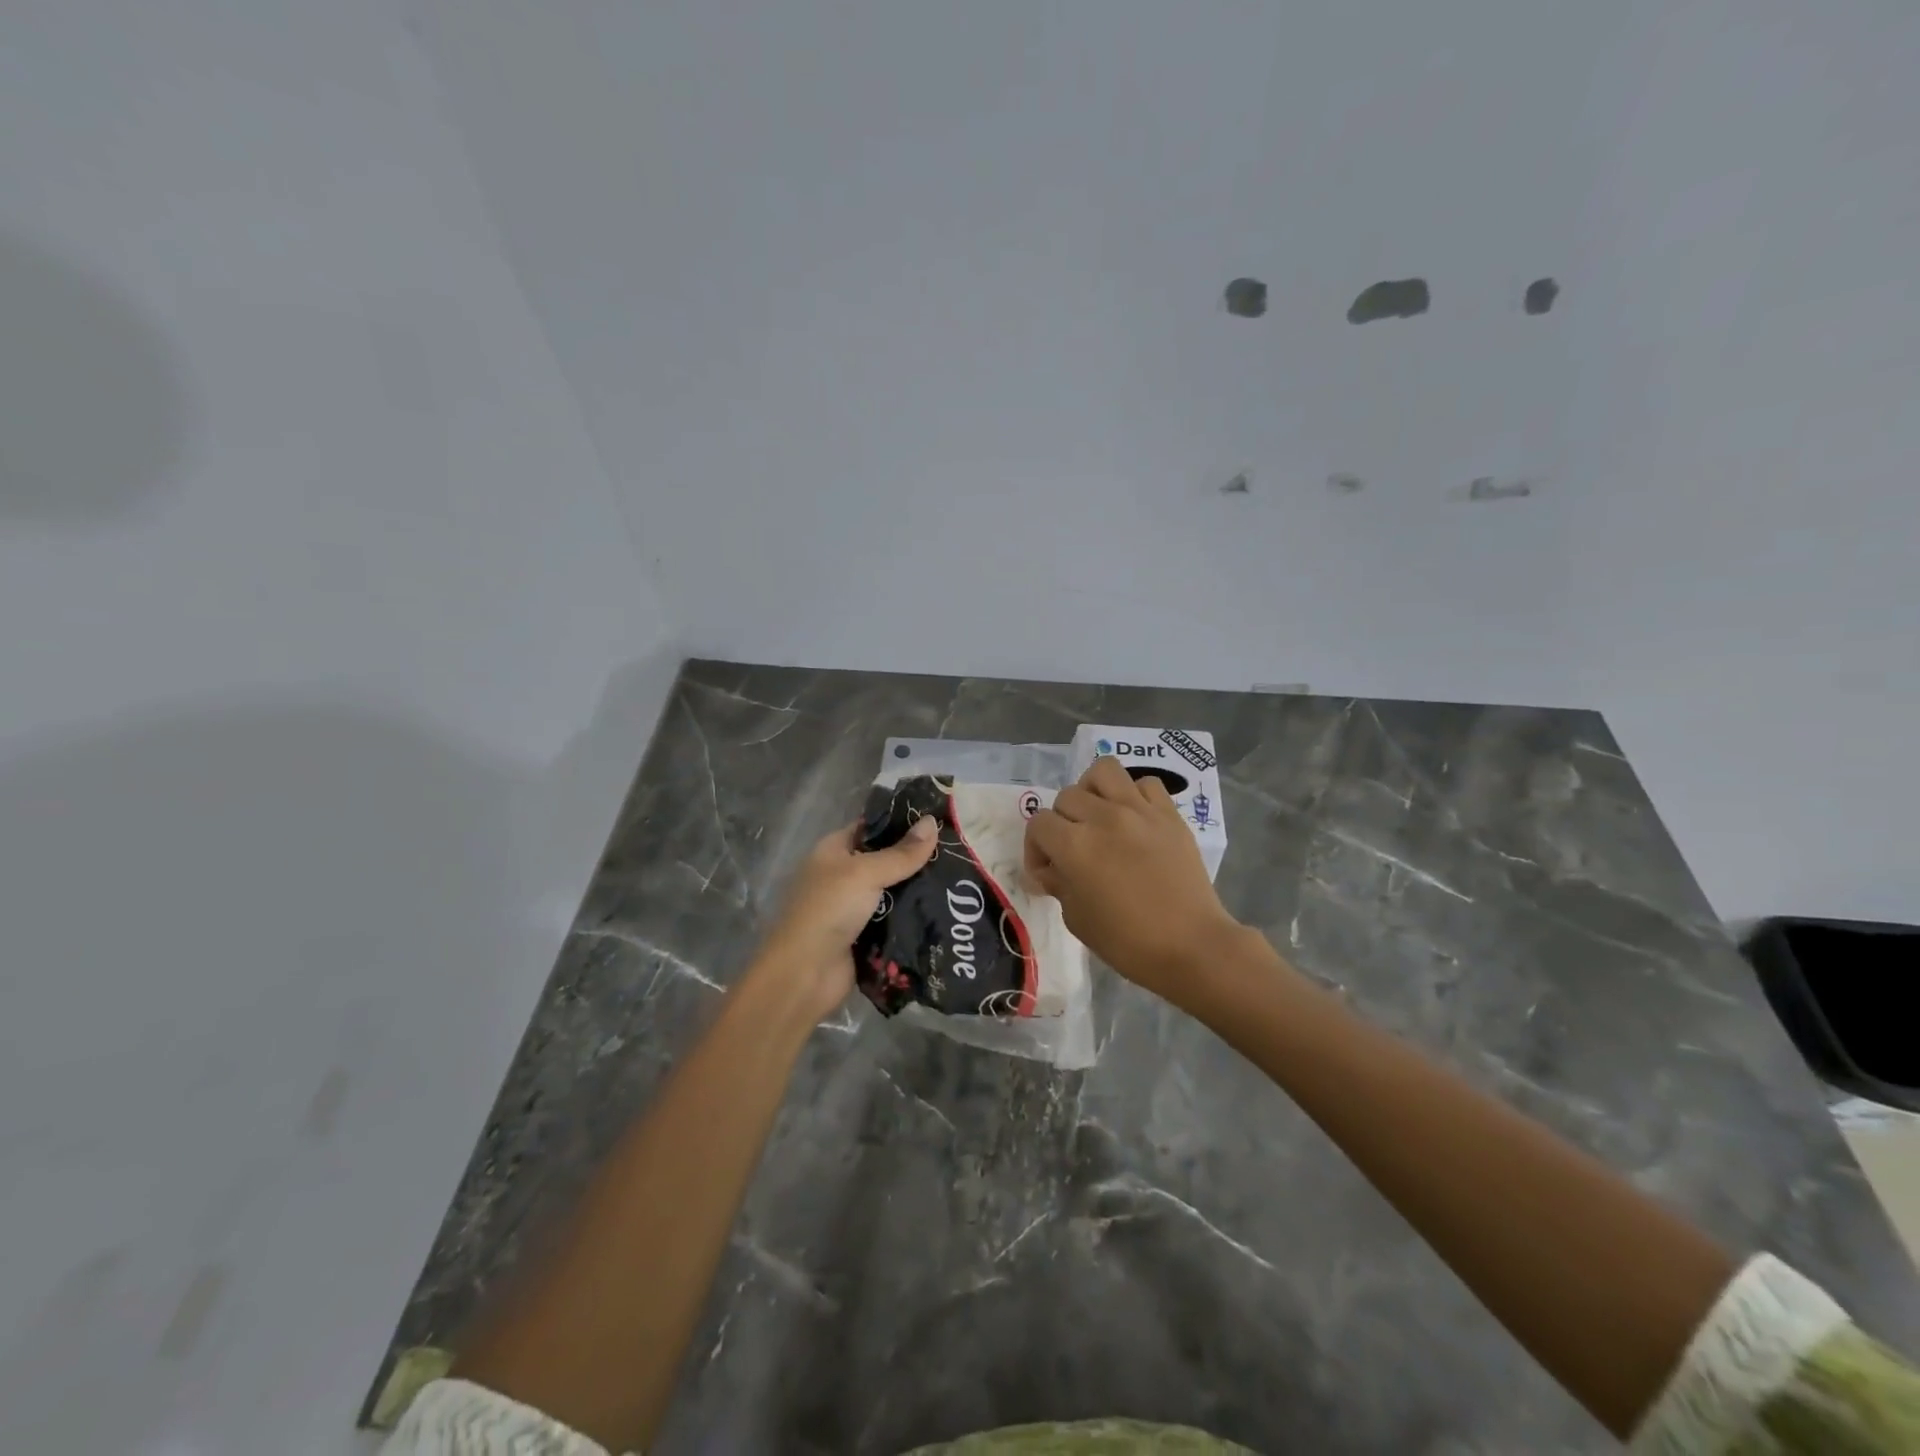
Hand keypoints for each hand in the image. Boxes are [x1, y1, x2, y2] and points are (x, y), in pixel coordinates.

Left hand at [752, 816, 938, 1021]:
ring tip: (960, 880)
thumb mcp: (865, 873)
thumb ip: (901, 853)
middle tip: (958, 852)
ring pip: (894, 893)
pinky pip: (896, 921)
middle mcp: (843, 876)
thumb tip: (932, 822)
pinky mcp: (866, 937)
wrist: (805, 975)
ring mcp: (854, 908)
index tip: (938, 819)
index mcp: (834, 851)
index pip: (871, 827)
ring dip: (919, 891)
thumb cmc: (828, 910)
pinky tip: (946, 911)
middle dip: (917, 859)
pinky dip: (915, 918)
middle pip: (886, 861)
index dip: (901, 822)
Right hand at [1025, 755, 1242, 1005]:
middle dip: (1061, 823)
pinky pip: (1145, 784)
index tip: (1047, 872)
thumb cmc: (1128, 942)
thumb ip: (1058, 884)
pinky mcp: (1169, 814)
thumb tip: (1048, 870)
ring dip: (1092, 791)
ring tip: (1098, 816)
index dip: (1036, 848)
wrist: (1191, 946)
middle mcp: (1103, 818)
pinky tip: (1133, 819)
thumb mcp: (1077, 919)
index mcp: (1075, 846)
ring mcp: (1139, 811)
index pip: (1039, 824)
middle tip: (1072, 850)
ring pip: (1103, 771)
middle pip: (1067, 797)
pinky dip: (1133, 795)